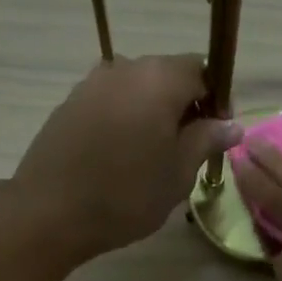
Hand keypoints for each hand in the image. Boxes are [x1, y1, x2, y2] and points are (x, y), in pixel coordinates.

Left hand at [11, 55, 242, 259]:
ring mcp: (92, 84)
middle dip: (183, 106)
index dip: (215, 100)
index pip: (201, 71)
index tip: (216, 135)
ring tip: (153, 156)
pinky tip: (121, 156)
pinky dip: (124, 120)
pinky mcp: (69, 104)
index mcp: (159, 78)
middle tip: (188, 149)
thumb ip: (206, 140)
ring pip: (136, 90)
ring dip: (152, 113)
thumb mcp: (179, 172)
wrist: (49, 211)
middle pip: (167, 76)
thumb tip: (231, 124)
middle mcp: (125, 68)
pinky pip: (110, 103)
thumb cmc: (127, 194)